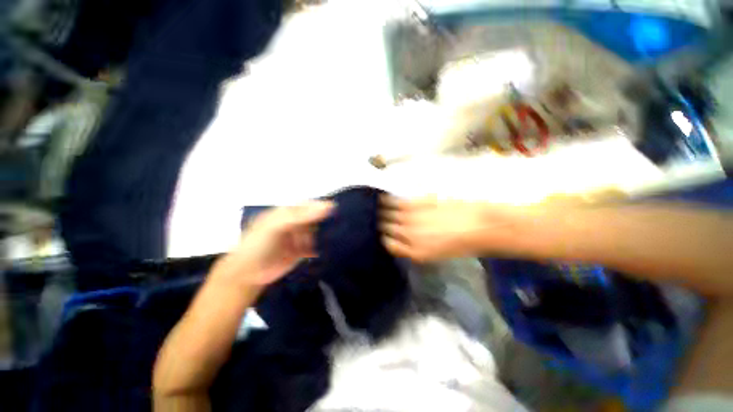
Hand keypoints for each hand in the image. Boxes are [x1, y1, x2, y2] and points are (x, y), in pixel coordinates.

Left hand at [215, 201, 333, 286]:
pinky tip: (330, 248)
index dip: (321, 206)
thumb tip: (328, 206)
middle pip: (315, 218)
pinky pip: (316, 246)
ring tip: (339, 236)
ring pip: (317, 231)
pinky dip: (322, 247)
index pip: (308, 205)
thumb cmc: (259, 244)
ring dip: (326, 233)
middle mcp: (294, 223)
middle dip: (326, 220)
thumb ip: (300, 216)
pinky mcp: (301, 251)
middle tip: (342, 223)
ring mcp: (298, 237)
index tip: (337, 210)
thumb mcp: (277, 226)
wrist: (247, 274)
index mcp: (287, 212)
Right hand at [380, 196, 516, 261]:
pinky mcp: (416, 203)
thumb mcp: (434, 254)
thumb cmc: (459, 244)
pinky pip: (395, 202)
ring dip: (381, 211)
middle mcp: (408, 235)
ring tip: (378, 207)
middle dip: (381, 224)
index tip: (383, 233)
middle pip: (385, 227)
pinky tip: (384, 197)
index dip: (384, 237)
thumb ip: (413, 248)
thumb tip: (400, 238)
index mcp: (413, 251)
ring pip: (387, 214)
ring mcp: (410, 218)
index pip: (388, 244)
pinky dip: (387, 200)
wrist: (478, 226)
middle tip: (379, 219)